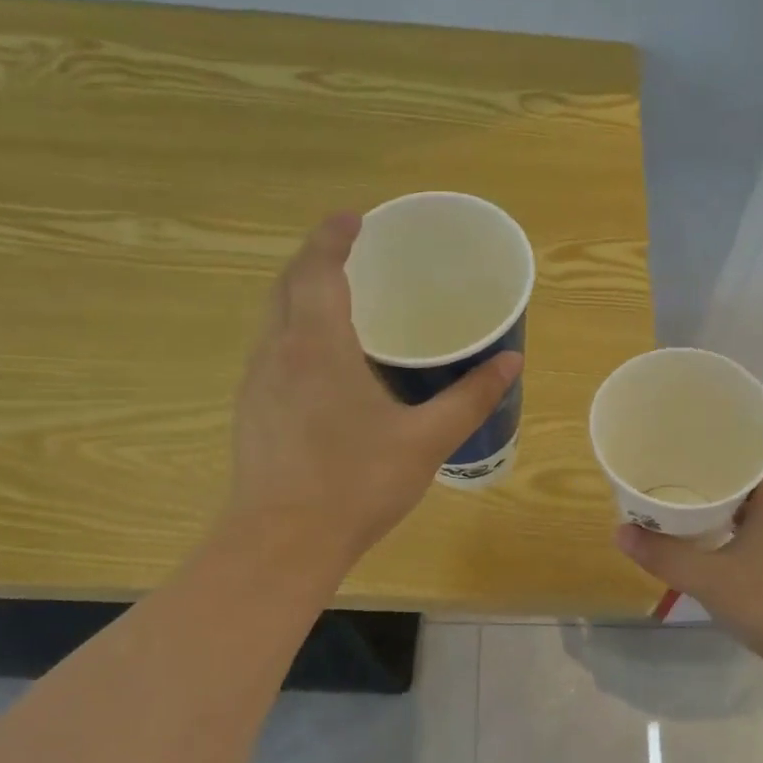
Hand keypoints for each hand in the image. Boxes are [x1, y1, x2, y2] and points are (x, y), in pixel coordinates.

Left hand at [226, 213, 521, 565]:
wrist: (281, 543)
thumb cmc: (356, 485)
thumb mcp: (425, 441)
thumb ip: (469, 398)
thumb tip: (511, 361)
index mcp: (317, 346)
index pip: (318, 270)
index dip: (333, 237)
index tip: (355, 218)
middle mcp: (278, 352)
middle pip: (287, 285)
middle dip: (315, 258)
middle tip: (350, 251)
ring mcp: (257, 383)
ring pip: (273, 318)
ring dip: (300, 295)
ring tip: (338, 299)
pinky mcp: (251, 412)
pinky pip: (271, 351)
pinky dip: (294, 331)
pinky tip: (321, 362)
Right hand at [615, 417, 762, 671]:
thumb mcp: (712, 581)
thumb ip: (665, 556)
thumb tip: (620, 530)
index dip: (745, 413)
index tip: (707, 412)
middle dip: (727, 446)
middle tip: (683, 445)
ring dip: (733, 480)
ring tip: (691, 478)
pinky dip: (741, 509)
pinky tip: (714, 524)